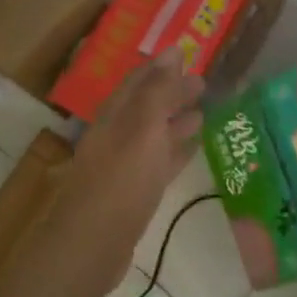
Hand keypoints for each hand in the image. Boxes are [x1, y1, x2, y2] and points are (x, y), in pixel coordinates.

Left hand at [61, 48, 203, 237]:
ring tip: (204, 112)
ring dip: (176, 121)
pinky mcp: (134, 193)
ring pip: (154, 135)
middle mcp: (116, 135)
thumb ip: (157, 91)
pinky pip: (159, 162)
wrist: (92, 245)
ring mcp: (124, 165)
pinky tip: (194, 149)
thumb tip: (172, 51)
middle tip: (203, 83)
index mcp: (115, 116)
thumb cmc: (120, 182)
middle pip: (147, 107)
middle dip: (172, 93)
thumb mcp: (142, 129)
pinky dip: (176, 151)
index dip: (162, 67)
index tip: (187, 54)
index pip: (139, 81)